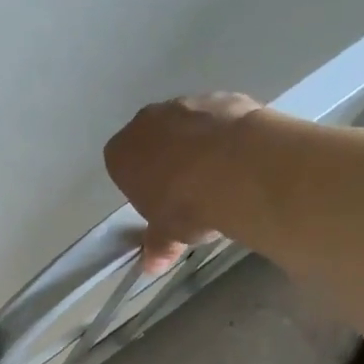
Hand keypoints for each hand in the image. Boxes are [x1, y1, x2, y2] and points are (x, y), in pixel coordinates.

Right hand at [104, 93, 265, 273]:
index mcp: (121, 153)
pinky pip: (219, 118)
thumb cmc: (185, 205)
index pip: (121, 166)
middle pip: (152, 141)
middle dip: (167, 160)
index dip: (140, 186)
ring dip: (198, 144)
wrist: (236, 168)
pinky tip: (242, 157)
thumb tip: (151, 266)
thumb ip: (158, 244)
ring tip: (223, 175)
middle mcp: (146, 122)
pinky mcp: (222, 97)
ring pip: (186, 126)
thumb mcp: (169, 233)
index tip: (159, 204)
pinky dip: (227, 133)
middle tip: (190, 191)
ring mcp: (185, 104)